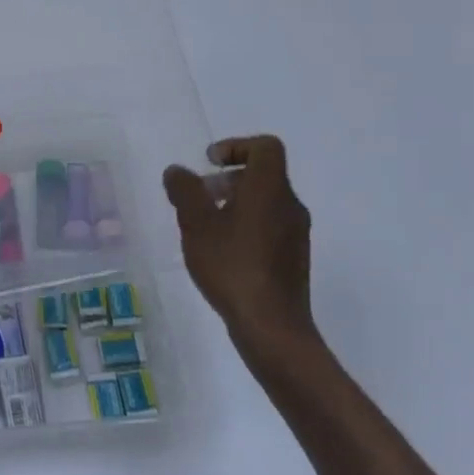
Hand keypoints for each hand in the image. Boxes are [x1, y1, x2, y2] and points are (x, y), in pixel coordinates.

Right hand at [163, 136, 322, 366]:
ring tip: (205, 226)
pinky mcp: (293, 259)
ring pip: (265, 202)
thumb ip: (185, 191)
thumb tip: (177, 171)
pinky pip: (269, 226)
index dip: (236, 146)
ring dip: (235, 203)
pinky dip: (245, 226)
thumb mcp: (196, 223)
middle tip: (200, 196)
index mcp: (270, 189)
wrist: (272, 328)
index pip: (266, 147)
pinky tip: (221, 252)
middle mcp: (289, 205)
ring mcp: (295, 234)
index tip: (210, 164)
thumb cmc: (233, 265)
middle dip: (228, 178)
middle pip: (263, 175)